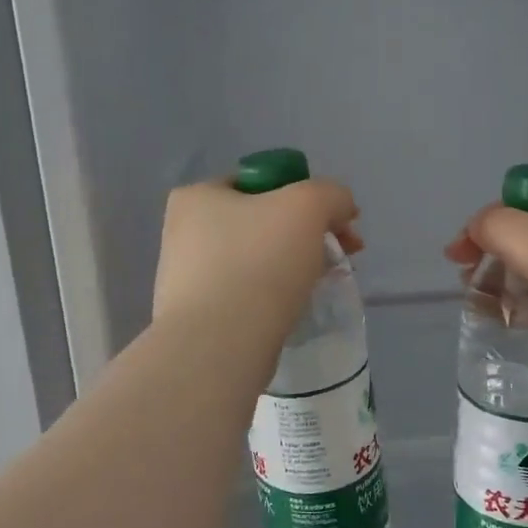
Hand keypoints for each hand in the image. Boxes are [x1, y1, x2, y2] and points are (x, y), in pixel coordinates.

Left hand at [154, 179, 362, 335]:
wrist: (219, 345)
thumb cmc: (258, 262)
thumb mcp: (308, 205)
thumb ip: (331, 194)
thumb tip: (340, 208)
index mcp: (196, 196)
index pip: (260, 182)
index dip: (307, 195)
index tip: (341, 224)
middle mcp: (183, 232)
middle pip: (263, 222)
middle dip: (308, 234)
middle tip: (344, 255)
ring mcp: (188, 278)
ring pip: (258, 260)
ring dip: (294, 266)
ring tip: (322, 284)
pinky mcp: (199, 317)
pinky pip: (248, 294)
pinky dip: (274, 297)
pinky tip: (294, 310)